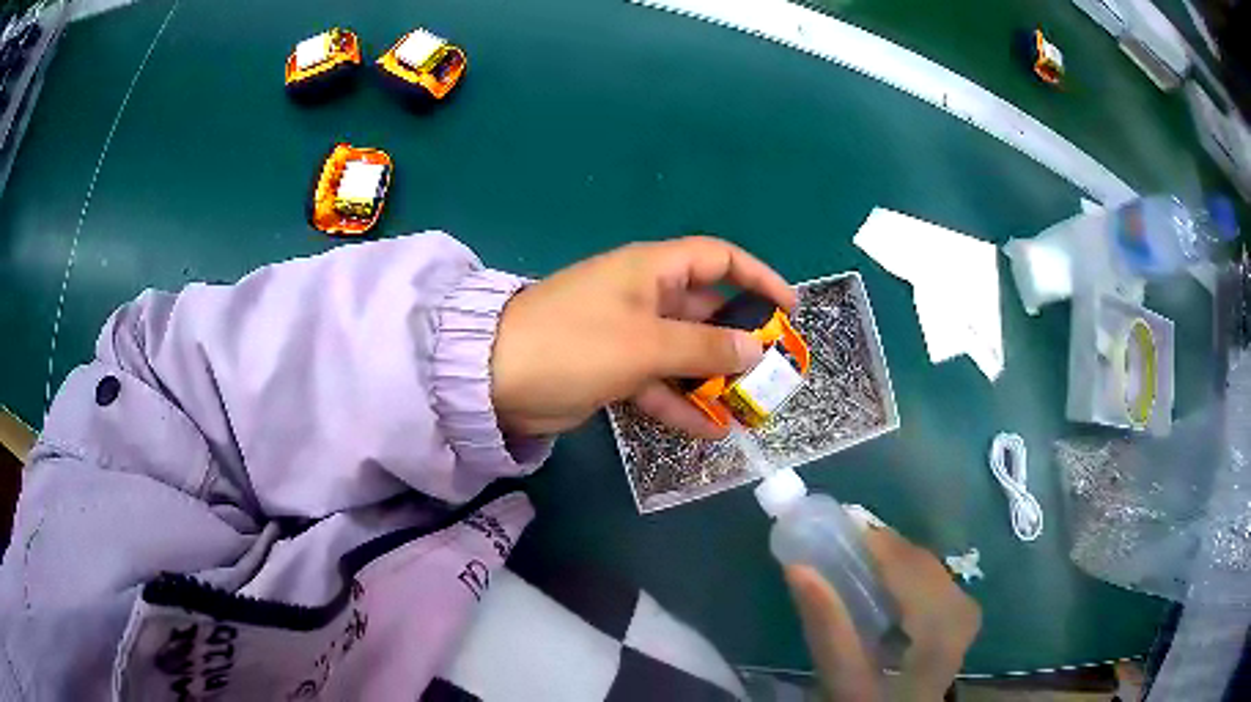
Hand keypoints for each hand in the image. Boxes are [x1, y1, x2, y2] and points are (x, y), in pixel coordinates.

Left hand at [489, 237, 795, 438]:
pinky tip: (710, 431)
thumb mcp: (646, 343)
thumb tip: (755, 350)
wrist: (496, 379)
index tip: (788, 308)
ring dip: (715, 379)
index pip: (718, 259)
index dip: (757, 277)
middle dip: (741, 340)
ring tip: (750, 408)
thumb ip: (704, 349)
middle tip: (773, 370)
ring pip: (686, 353)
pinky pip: (659, 383)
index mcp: (652, 270)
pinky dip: (682, 404)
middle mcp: (645, 297)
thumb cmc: (575, 343)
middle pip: (707, 311)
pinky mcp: (614, 370)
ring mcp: (629, 335)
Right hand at [785, 526, 979, 701]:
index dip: (874, 541)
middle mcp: (963, 610)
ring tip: (855, 556)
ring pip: (928, 567)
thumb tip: (799, 568)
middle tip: (839, 540)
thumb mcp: (845, 681)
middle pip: (920, 562)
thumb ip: (826, 628)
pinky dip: (905, 573)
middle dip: (881, 548)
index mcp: (941, 627)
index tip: (835, 524)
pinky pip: (933, 578)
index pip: (909, 567)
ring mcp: (966, 612)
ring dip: (891, 559)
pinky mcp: (960, 617)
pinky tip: (883, 581)